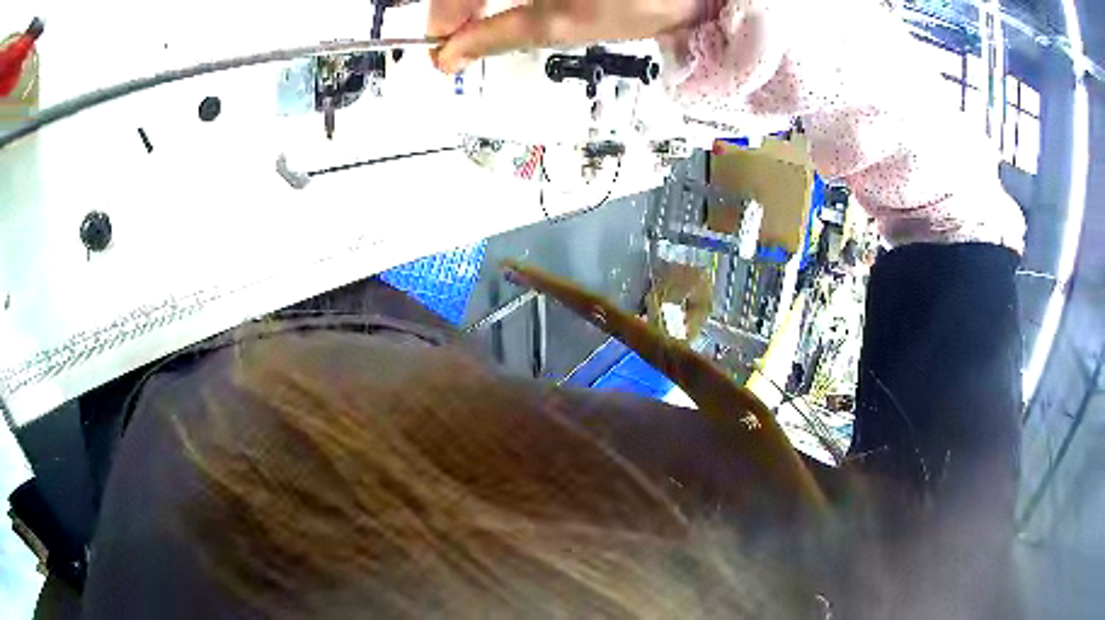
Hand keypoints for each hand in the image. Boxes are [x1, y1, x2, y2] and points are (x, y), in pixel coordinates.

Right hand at [429, 0, 701, 72]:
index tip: (438, 49)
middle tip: (453, 43)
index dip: (441, 18)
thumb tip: (448, 57)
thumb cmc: (632, 4)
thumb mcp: (560, 24)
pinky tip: (496, 10)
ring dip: (473, 6)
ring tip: (472, 28)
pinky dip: (500, 1)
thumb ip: (496, 36)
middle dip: (455, 11)